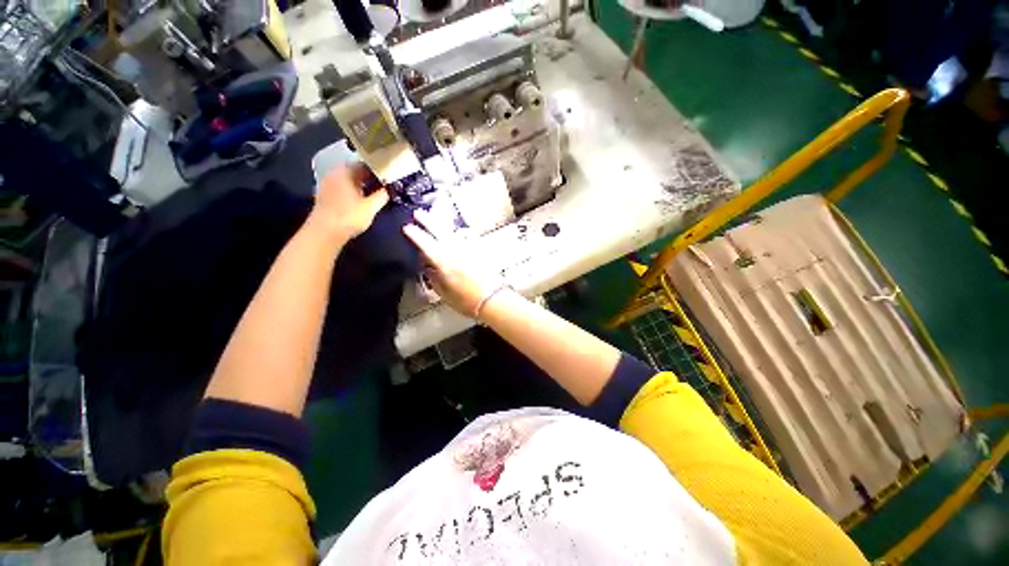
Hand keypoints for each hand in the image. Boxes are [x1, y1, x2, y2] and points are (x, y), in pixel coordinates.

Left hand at [308, 165, 388, 242]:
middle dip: (371, 177)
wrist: (324, 232)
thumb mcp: (371, 207)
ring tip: (377, 192)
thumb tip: (390, 188)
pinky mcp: (326, 194)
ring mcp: (328, 183)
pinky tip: (363, 199)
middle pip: (357, 171)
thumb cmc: (349, 216)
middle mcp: (335, 173)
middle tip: (386, 185)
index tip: (391, 176)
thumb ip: (382, 195)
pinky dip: (354, 190)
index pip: (366, 164)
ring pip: (350, 180)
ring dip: (363, 184)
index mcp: (345, 171)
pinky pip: (344, 187)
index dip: (379, 170)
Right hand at [403, 217, 501, 317]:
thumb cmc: (467, 301)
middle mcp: (455, 251)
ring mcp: (469, 248)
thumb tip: (427, 267)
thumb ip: (434, 278)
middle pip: (440, 231)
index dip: (415, 234)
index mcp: (444, 262)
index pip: (426, 244)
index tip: (407, 227)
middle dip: (427, 221)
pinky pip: (466, 237)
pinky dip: (459, 233)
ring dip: (442, 225)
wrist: (493, 299)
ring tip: (435, 220)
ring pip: (453, 232)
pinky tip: (457, 233)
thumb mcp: (444, 293)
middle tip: (418, 213)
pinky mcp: (479, 250)